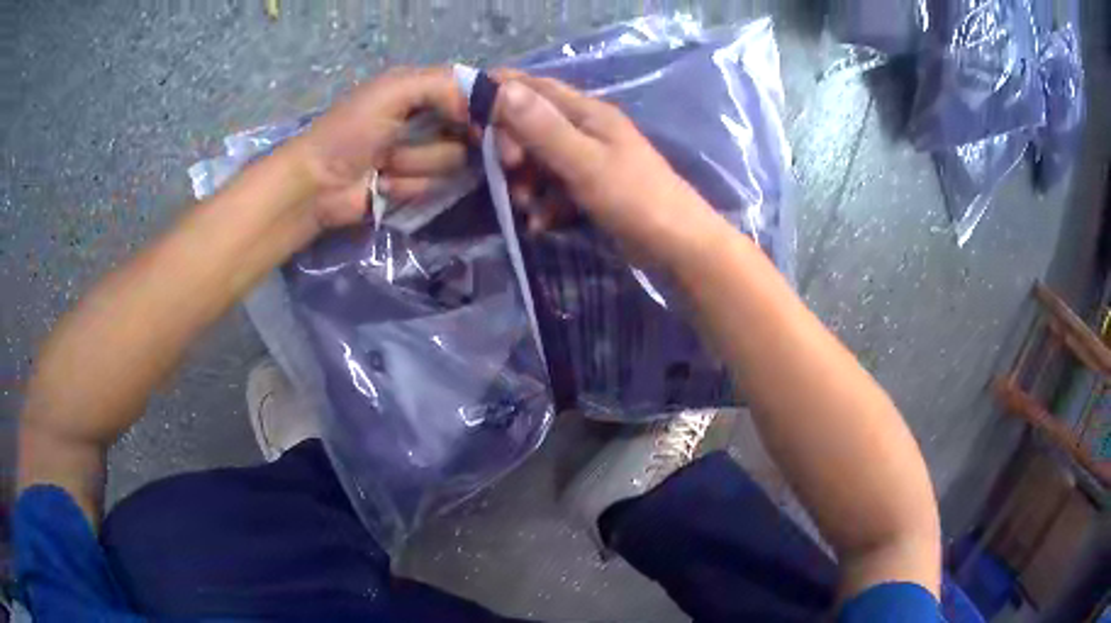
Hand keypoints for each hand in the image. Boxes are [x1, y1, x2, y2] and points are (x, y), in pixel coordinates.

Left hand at [295, 66, 470, 227]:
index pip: (479, 94)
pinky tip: (383, 184)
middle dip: (440, 145)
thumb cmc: (350, 131)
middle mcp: (435, 119)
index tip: (480, 125)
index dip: (488, 109)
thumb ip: (442, 86)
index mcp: (428, 88)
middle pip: (475, 133)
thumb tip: (481, 109)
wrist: (317, 185)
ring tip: (385, 165)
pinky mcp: (422, 185)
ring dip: (416, 166)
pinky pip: (440, 187)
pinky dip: (408, 186)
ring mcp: (429, 154)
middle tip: (408, 148)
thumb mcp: (393, 91)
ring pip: (456, 163)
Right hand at [490, 74, 724, 266]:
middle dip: (512, 149)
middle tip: (508, 174)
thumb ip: (543, 128)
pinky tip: (541, 223)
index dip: (499, 95)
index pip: (534, 87)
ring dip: (525, 182)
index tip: (469, 118)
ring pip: (540, 160)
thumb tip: (502, 87)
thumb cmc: (634, 199)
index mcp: (588, 112)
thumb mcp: (584, 162)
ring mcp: (591, 159)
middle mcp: (587, 128)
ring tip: (524, 206)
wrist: (678, 247)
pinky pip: (555, 187)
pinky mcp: (592, 187)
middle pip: (532, 125)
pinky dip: (544, 203)